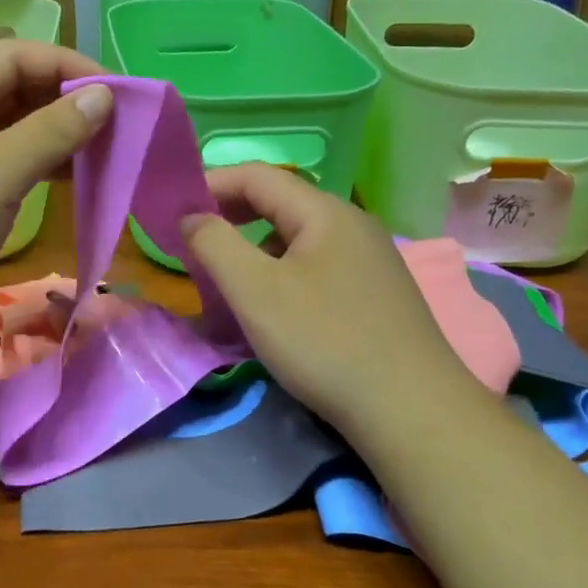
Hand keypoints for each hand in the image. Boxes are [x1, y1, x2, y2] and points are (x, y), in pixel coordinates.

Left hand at [0, 39, 112, 350]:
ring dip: (57, 133)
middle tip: (114, 121)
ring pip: (13, 128)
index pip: (13, 57)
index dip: (65, 64)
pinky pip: (9, 163)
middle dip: (64, 99)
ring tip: (102, 149)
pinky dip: (42, 164)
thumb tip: (104, 95)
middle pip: (14, 88)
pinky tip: (74, 177)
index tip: (113, 91)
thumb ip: (52, 130)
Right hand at [180, 165, 477, 437]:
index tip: (173, 209)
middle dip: (231, 214)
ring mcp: (370, 258)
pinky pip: (317, 263)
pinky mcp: (377, 292)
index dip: (211, 184)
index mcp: (325, 212)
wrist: (413, 412)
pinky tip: (275, 305)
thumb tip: (191, 216)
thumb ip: (215, 244)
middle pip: (280, 201)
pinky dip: (283, 270)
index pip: (257, 176)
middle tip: (193, 239)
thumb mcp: (255, 291)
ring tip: (229, 276)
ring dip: (256, 245)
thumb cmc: (325, 342)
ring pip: (298, 236)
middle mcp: (352, 224)